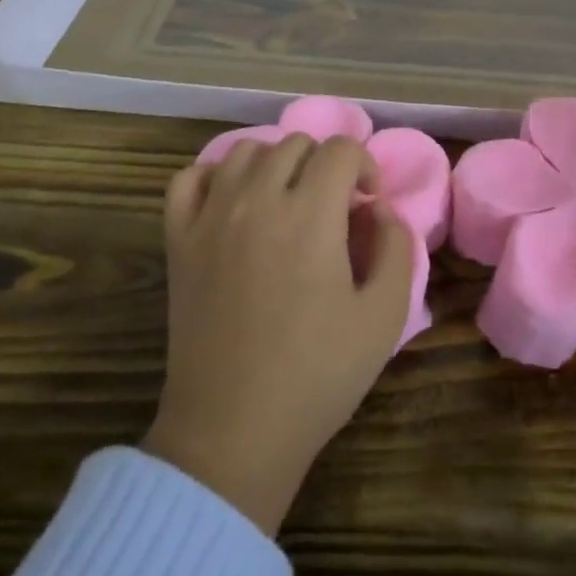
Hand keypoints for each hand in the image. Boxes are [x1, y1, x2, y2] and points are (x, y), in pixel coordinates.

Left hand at [141, 135, 414, 535]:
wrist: (233, 431)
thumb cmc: (317, 376)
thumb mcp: (384, 317)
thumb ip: (396, 247)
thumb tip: (379, 208)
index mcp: (311, 215)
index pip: (341, 150)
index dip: (365, 166)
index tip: (368, 204)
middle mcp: (258, 200)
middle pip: (295, 144)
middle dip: (325, 165)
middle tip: (333, 208)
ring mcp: (211, 216)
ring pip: (245, 151)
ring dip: (275, 164)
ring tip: (286, 201)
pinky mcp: (178, 240)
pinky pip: (190, 178)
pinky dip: (214, 176)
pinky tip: (232, 201)